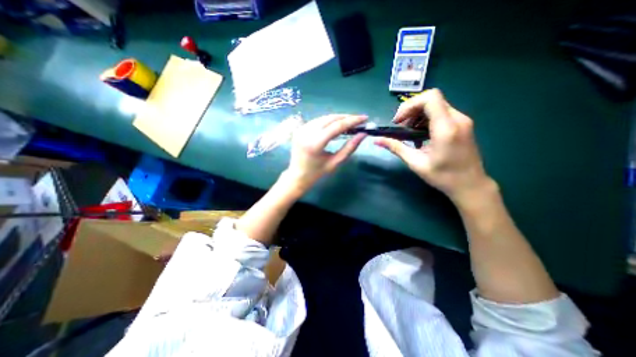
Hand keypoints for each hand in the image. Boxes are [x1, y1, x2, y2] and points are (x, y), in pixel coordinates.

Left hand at [284, 114, 367, 191]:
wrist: (296, 176)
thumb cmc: (317, 173)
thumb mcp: (335, 162)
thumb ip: (349, 148)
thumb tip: (363, 134)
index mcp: (315, 143)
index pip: (337, 126)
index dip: (352, 120)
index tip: (364, 118)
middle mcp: (306, 132)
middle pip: (330, 118)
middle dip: (346, 117)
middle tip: (359, 120)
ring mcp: (301, 129)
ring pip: (324, 118)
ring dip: (338, 119)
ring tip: (350, 123)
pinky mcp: (299, 129)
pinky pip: (317, 121)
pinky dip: (329, 122)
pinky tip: (336, 126)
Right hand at [377, 89, 490, 203]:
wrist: (470, 185)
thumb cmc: (443, 177)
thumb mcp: (416, 163)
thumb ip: (396, 148)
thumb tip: (377, 140)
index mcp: (446, 128)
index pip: (430, 98)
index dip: (410, 105)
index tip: (399, 121)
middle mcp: (457, 119)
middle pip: (431, 99)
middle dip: (411, 110)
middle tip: (400, 127)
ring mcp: (462, 121)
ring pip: (435, 105)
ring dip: (417, 115)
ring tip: (409, 132)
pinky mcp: (462, 124)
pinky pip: (441, 113)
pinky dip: (426, 120)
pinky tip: (420, 135)